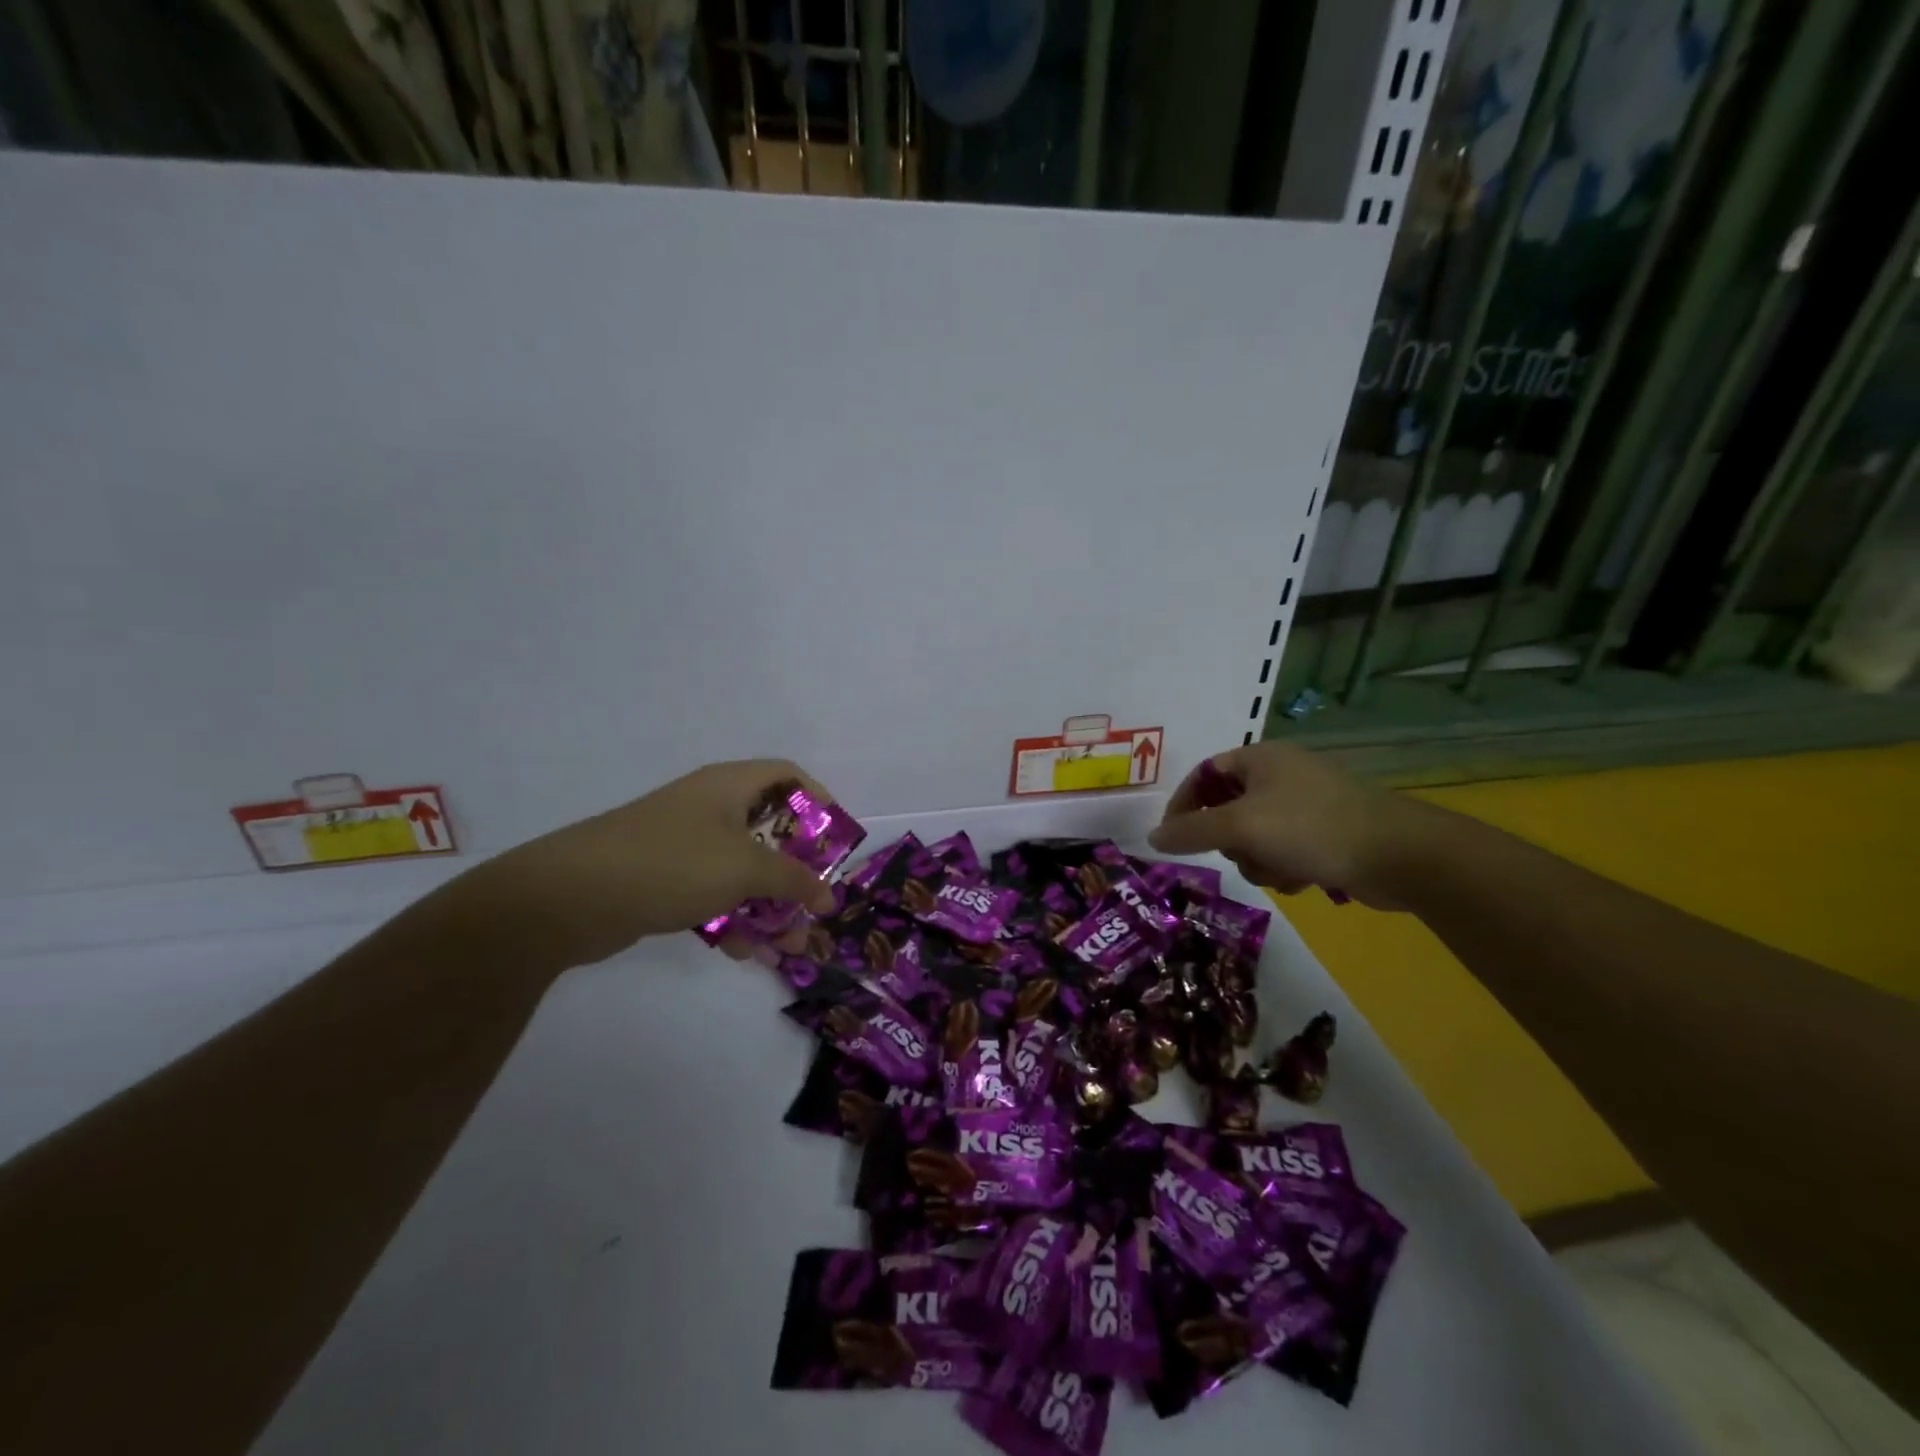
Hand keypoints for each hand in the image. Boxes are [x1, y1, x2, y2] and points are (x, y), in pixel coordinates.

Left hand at [461, 760, 839, 972]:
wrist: (568, 897)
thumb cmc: (671, 863)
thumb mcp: (744, 868)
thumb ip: (793, 880)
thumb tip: (828, 896)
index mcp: (729, 786)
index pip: (787, 776)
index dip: (818, 801)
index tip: (834, 841)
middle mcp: (709, 808)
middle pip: (769, 830)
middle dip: (797, 872)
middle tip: (816, 905)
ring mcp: (683, 844)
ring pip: (742, 870)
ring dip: (769, 905)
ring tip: (789, 946)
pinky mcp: (662, 878)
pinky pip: (712, 893)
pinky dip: (732, 917)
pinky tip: (745, 952)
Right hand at [1147, 742, 1415, 908]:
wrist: (1398, 854)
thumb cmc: (1310, 827)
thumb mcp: (1240, 827)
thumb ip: (1190, 832)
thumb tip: (1152, 839)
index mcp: (1260, 758)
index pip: (1203, 774)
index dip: (1183, 805)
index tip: (1174, 838)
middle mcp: (1281, 775)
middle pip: (1226, 810)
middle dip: (1231, 841)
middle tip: (1244, 852)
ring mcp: (1306, 804)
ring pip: (1254, 837)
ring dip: (1259, 861)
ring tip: (1283, 871)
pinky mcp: (1327, 833)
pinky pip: (1284, 851)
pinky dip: (1285, 868)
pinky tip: (1304, 879)